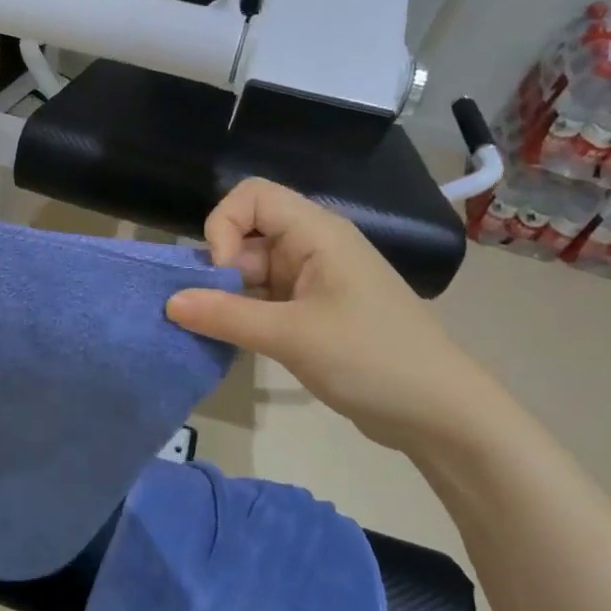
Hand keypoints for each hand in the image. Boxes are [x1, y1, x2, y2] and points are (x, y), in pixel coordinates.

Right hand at [165, 178, 497, 457]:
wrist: (440, 413)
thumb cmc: (371, 359)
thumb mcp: (292, 336)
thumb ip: (226, 316)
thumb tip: (169, 302)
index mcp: (317, 233)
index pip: (252, 196)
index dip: (224, 226)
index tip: (222, 275)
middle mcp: (314, 247)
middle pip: (247, 234)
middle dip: (219, 269)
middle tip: (209, 314)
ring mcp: (315, 281)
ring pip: (253, 271)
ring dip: (229, 296)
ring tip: (215, 333)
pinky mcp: (315, 312)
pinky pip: (266, 299)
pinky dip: (245, 315)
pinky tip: (236, 343)